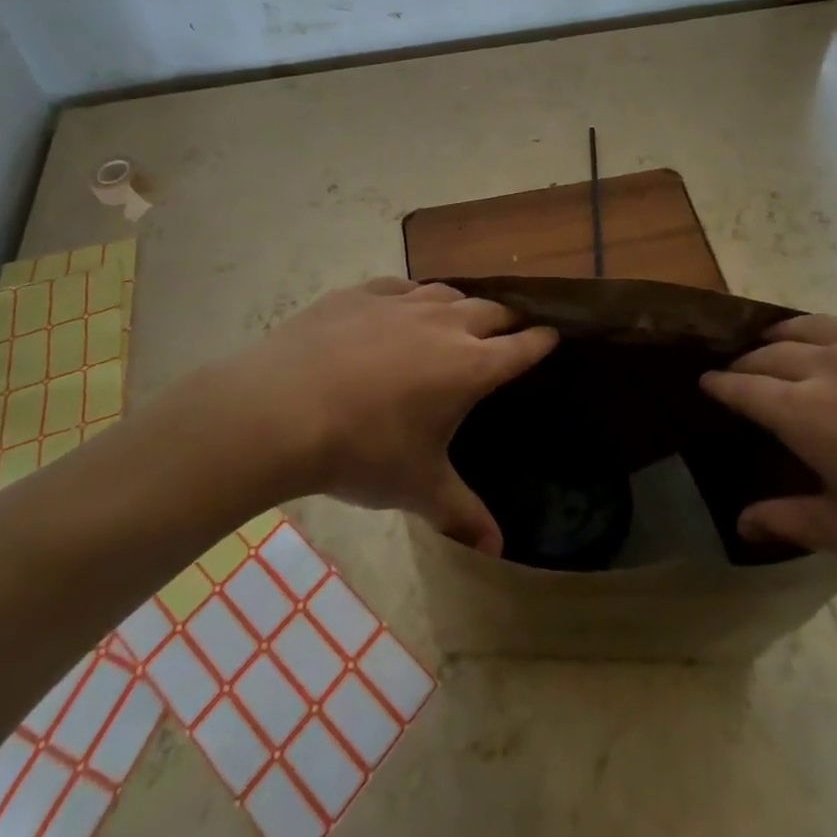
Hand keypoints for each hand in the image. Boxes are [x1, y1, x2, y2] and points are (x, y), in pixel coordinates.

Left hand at [220, 279, 556, 553]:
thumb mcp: (417, 488)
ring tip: (460, 318)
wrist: (283, 409)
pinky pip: (402, 286)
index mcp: (470, 367)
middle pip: (491, 310)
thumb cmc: (363, 451)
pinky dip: (414, 296)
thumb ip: (462, 514)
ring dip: (462, 304)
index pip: (522, 347)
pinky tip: (404, 306)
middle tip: (510, 331)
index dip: (541, 342)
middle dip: (507, 320)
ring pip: (448, 293)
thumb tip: (497, 549)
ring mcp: (402, 303)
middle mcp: (446, 324)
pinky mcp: (363, 293)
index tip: (553, 337)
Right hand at [701, 314, 836, 594]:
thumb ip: (789, 520)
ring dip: (788, 336)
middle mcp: (833, 363)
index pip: (744, 387)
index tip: (705, 383)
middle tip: (742, 374)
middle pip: (772, 351)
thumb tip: (741, 522)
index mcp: (807, 411)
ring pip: (815, 324)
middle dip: (749, 362)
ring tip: (782, 346)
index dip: (720, 385)